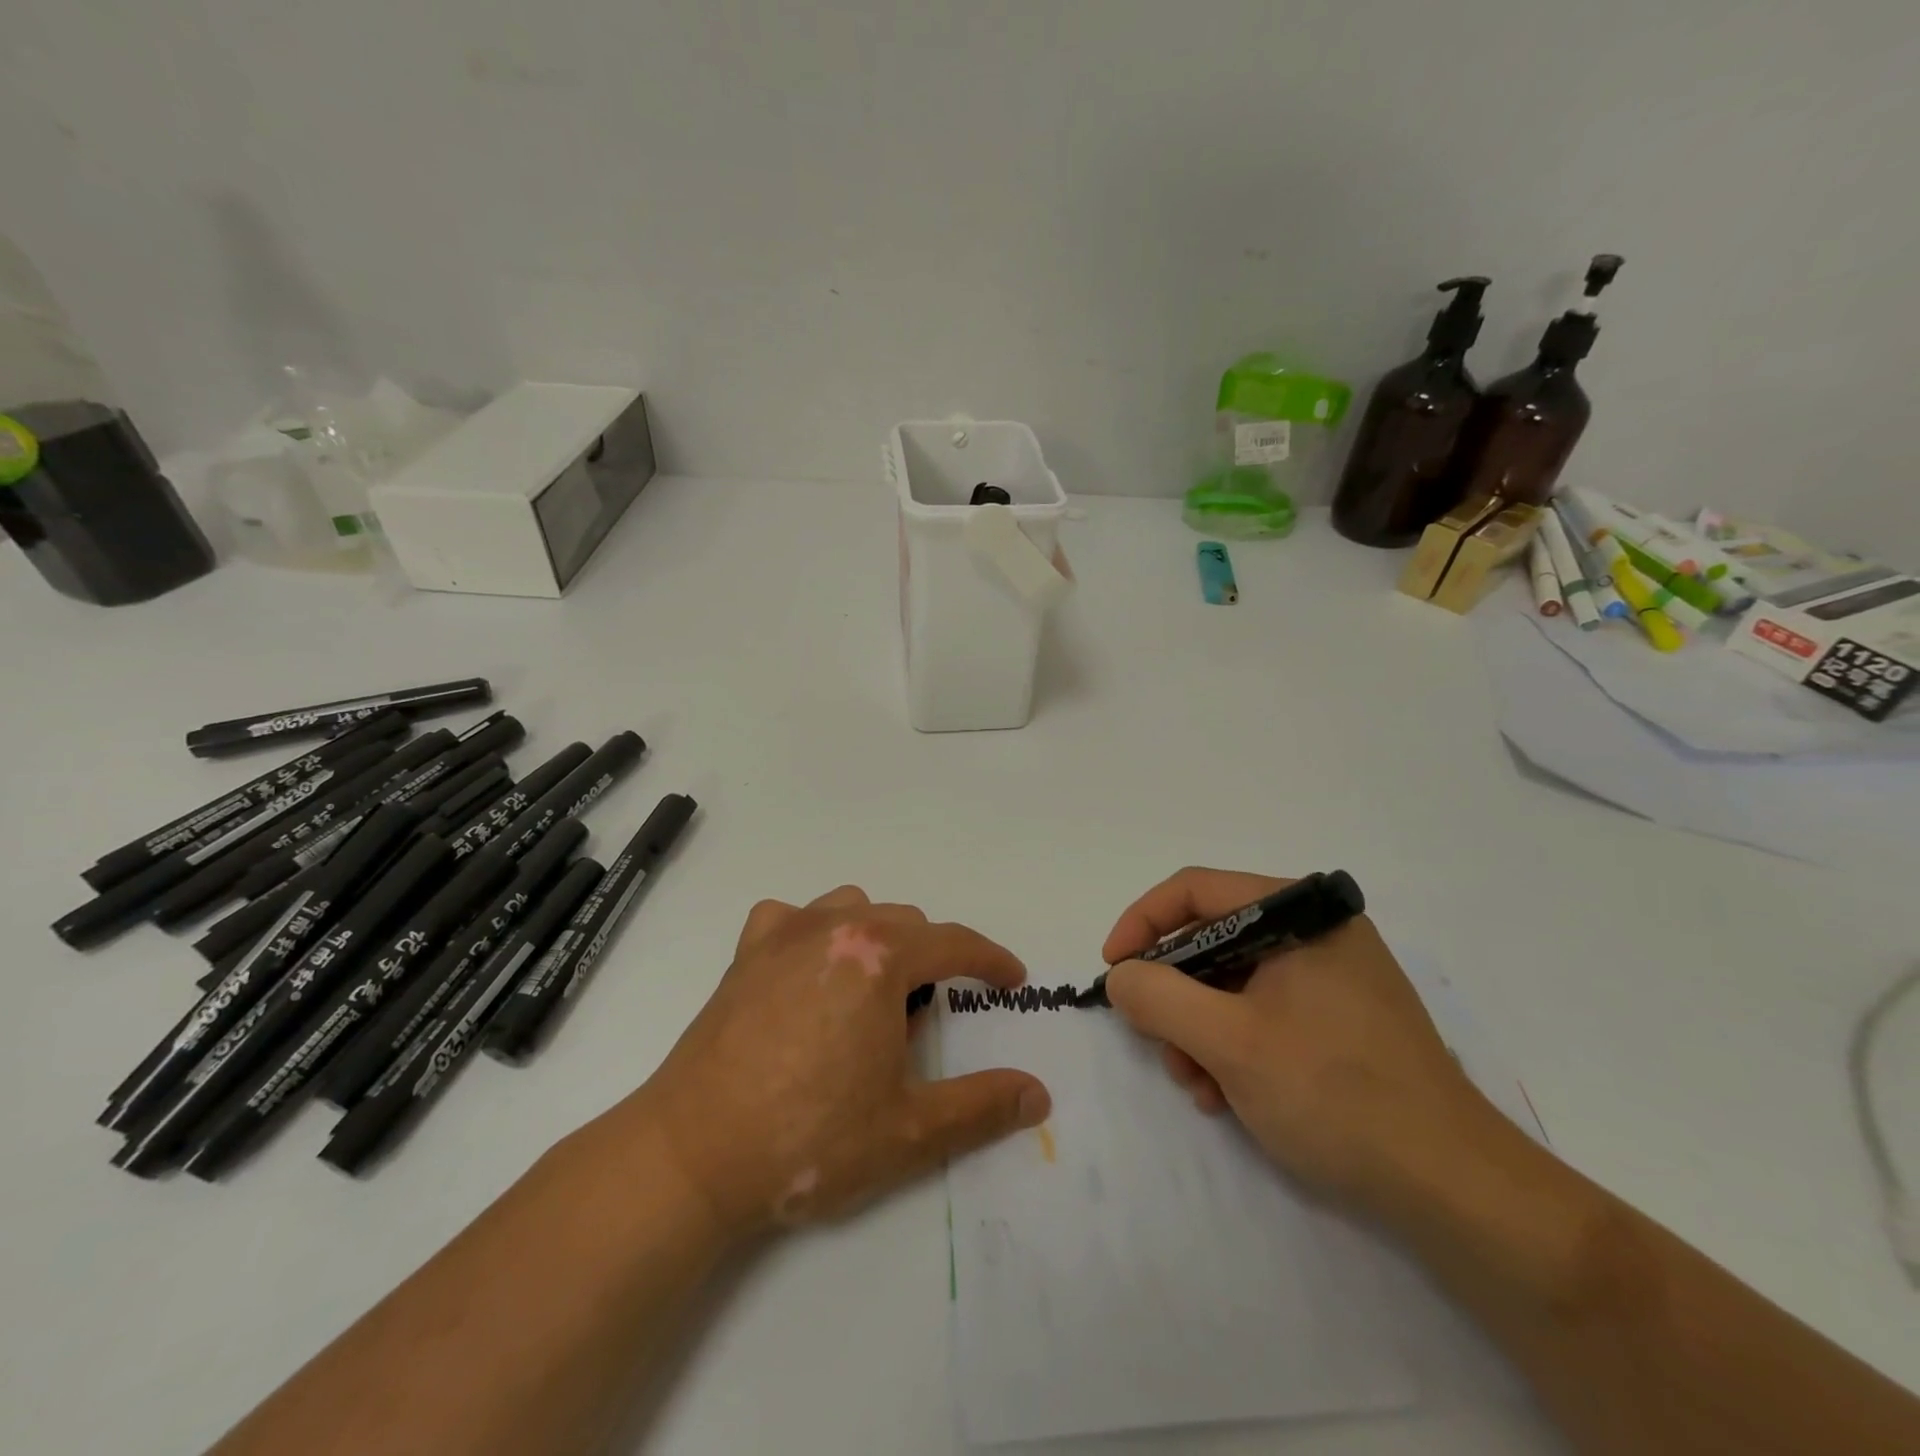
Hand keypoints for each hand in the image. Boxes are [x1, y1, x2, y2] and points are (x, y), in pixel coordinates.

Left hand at [606, 886, 1050, 1241]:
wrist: (692, 1155)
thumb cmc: (808, 1139)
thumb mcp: (908, 1132)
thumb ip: (981, 1107)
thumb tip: (1039, 1094)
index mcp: (879, 958)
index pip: (953, 943)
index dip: (990, 960)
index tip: (1012, 979)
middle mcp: (834, 928)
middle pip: (905, 922)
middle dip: (931, 959)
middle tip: (926, 1020)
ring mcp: (783, 935)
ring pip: (853, 908)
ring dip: (877, 938)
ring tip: (873, 992)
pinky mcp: (744, 954)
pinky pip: (792, 918)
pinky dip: (813, 932)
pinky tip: (808, 971)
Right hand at [1102, 868, 1501, 1215]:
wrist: (1455, 1190)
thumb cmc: (1337, 1096)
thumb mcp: (1230, 1043)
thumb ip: (1160, 997)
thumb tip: (1121, 977)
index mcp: (1300, 915)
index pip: (1196, 890)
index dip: (1143, 923)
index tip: (1114, 970)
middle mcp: (1316, 934)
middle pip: (1212, 940)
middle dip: (1174, 994)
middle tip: (1155, 1043)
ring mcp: (1330, 978)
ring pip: (1231, 982)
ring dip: (1198, 1030)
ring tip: (1198, 1086)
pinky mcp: (1338, 1020)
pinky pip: (1262, 1012)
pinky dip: (1231, 1046)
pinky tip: (1227, 1095)